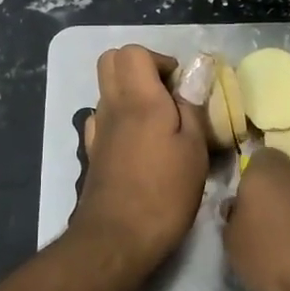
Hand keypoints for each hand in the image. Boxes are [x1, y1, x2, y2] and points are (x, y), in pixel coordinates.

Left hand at [69, 46, 209, 270]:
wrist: (115, 239)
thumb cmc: (164, 192)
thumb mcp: (194, 148)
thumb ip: (192, 104)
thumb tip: (196, 69)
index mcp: (138, 99)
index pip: (133, 52)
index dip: (159, 60)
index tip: (180, 87)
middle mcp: (111, 106)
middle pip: (110, 61)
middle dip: (141, 67)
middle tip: (168, 94)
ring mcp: (97, 130)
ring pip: (107, 90)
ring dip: (132, 94)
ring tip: (161, 124)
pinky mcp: (93, 152)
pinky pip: (104, 118)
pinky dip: (122, 119)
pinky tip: (141, 145)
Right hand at [223, 150, 289, 290]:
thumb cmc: (277, 254)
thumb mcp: (235, 246)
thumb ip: (233, 223)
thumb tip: (238, 212)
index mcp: (267, 172)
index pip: (258, 159)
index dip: (249, 182)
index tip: (242, 208)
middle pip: (282, 190)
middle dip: (273, 215)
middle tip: (261, 248)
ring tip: (286, 277)